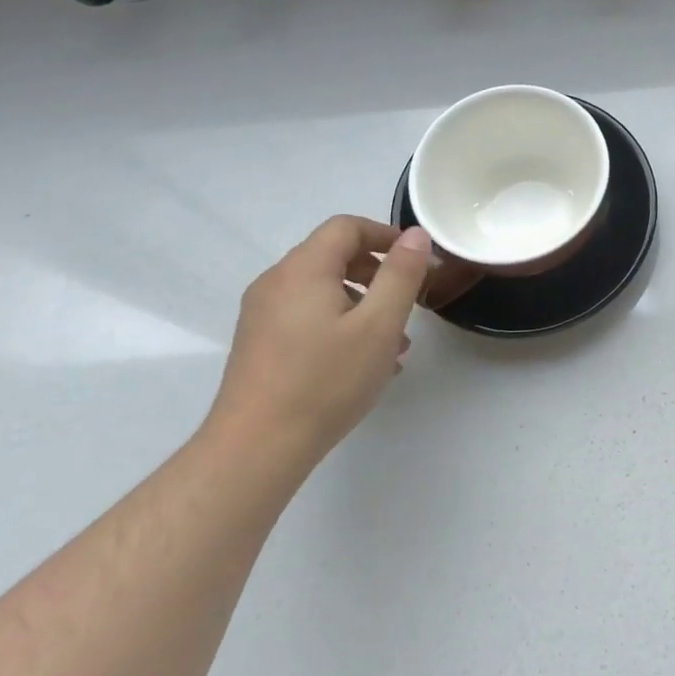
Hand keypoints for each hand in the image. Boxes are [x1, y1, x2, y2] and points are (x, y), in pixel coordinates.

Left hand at [202, 217, 431, 464]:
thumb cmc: (326, 381)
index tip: (417, 261)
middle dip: (377, 273)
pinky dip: (339, 323)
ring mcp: (262, 313)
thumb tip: (415, 235)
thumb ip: (401, 275)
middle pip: (332, 256)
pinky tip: (361, 363)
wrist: (257, 447)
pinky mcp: (259, 342)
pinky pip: (307, 315)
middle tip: (408, 304)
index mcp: (303, 269)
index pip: (346, 227)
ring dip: (362, 303)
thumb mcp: (379, 325)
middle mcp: (276, 282)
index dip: (385, 235)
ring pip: (322, 290)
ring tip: (393, 344)